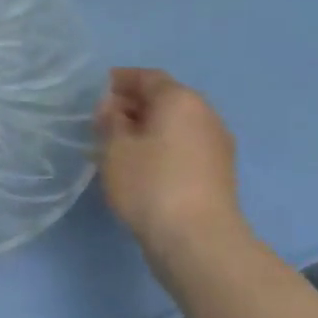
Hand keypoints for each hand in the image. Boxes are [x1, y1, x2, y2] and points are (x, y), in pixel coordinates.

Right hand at [95, 68, 246, 248]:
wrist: (197, 240)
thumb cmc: (150, 184)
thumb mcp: (115, 148)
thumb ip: (110, 120)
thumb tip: (113, 107)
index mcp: (180, 100)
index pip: (148, 77)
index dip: (122, 80)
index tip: (99, 89)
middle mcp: (205, 114)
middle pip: (166, 99)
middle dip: (134, 104)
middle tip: (104, 118)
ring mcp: (216, 144)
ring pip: (176, 124)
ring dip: (148, 127)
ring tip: (118, 143)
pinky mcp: (218, 172)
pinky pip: (184, 145)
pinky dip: (162, 146)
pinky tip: (141, 164)